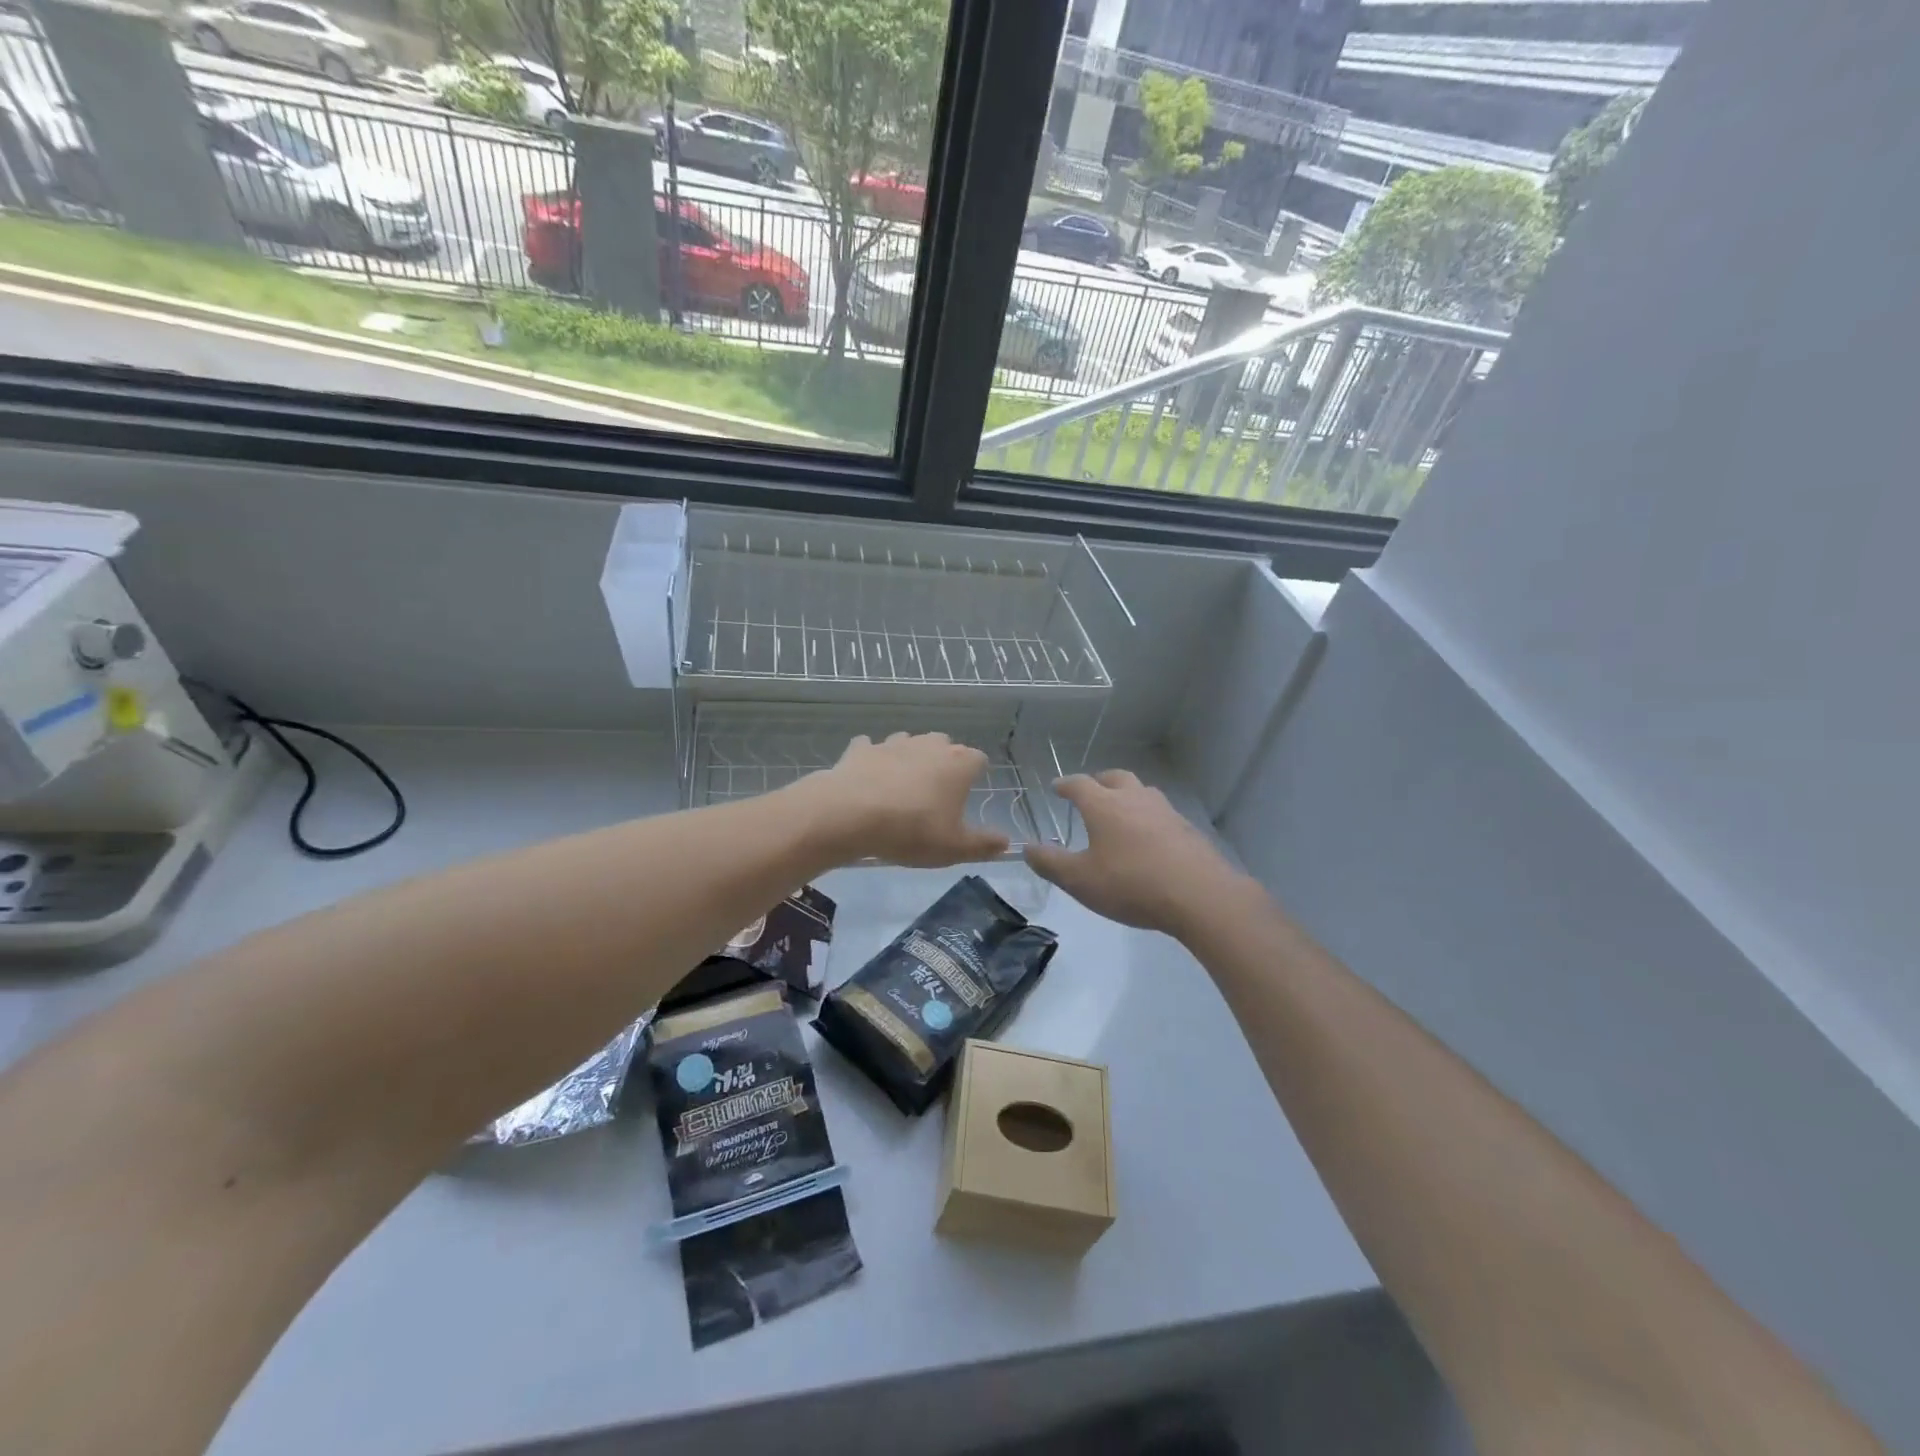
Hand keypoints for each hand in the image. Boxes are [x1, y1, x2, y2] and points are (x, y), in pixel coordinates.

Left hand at [800, 733, 1009, 866]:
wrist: (850, 814)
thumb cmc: (912, 830)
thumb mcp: (955, 848)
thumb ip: (984, 844)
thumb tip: (1006, 842)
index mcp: (958, 763)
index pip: (979, 760)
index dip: (974, 776)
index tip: (966, 796)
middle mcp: (929, 744)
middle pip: (944, 745)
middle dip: (942, 763)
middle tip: (934, 795)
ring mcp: (893, 742)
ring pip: (909, 743)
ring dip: (908, 759)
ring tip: (901, 788)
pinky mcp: (862, 749)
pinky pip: (871, 748)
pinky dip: (872, 760)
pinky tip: (868, 778)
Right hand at [1024, 770, 1246, 936]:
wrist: (1199, 895)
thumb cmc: (1131, 884)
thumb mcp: (1080, 880)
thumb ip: (1050, 863)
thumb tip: (1026, 848)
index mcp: (1104, 806)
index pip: (1079, 784)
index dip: (1065, 784)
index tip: (1056, 787)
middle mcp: (1134, 799)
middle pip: (1114, 777)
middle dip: (1099, 782)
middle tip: (1091, 793)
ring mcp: (1165, 811)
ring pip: (1142, 792)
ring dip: (1127, 796)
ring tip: (1121, 814)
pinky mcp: (1187, 829)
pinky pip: (1162, 813)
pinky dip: (1149, 818)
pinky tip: (1150, 839)